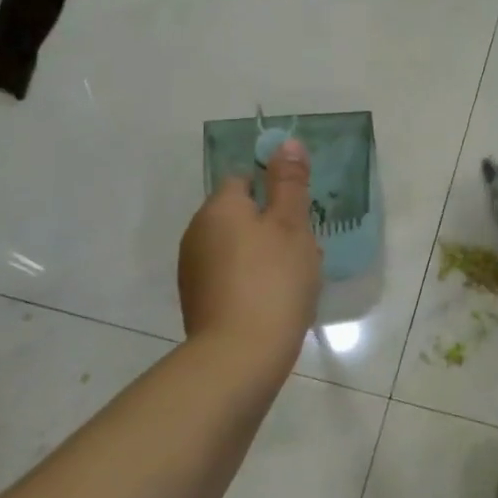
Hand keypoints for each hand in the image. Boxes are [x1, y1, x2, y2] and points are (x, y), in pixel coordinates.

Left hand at [177, 137, 322, 363]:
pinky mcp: (198, 301)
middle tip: (304, 246)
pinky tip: (274, 299)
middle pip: (240, 214)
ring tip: (294, 277)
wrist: (240, 355)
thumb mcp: (292, 224)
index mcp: (219, 207)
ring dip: (263, 253)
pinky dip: (251, 279)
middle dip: (272, 224)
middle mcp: (197, 232)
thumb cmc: (274, 279)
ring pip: (236, 246)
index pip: (243, 178)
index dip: (273, 188)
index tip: (299, 211)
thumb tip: (286, 142)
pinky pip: (230, 275)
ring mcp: (193, 269)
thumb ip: (290, 182)